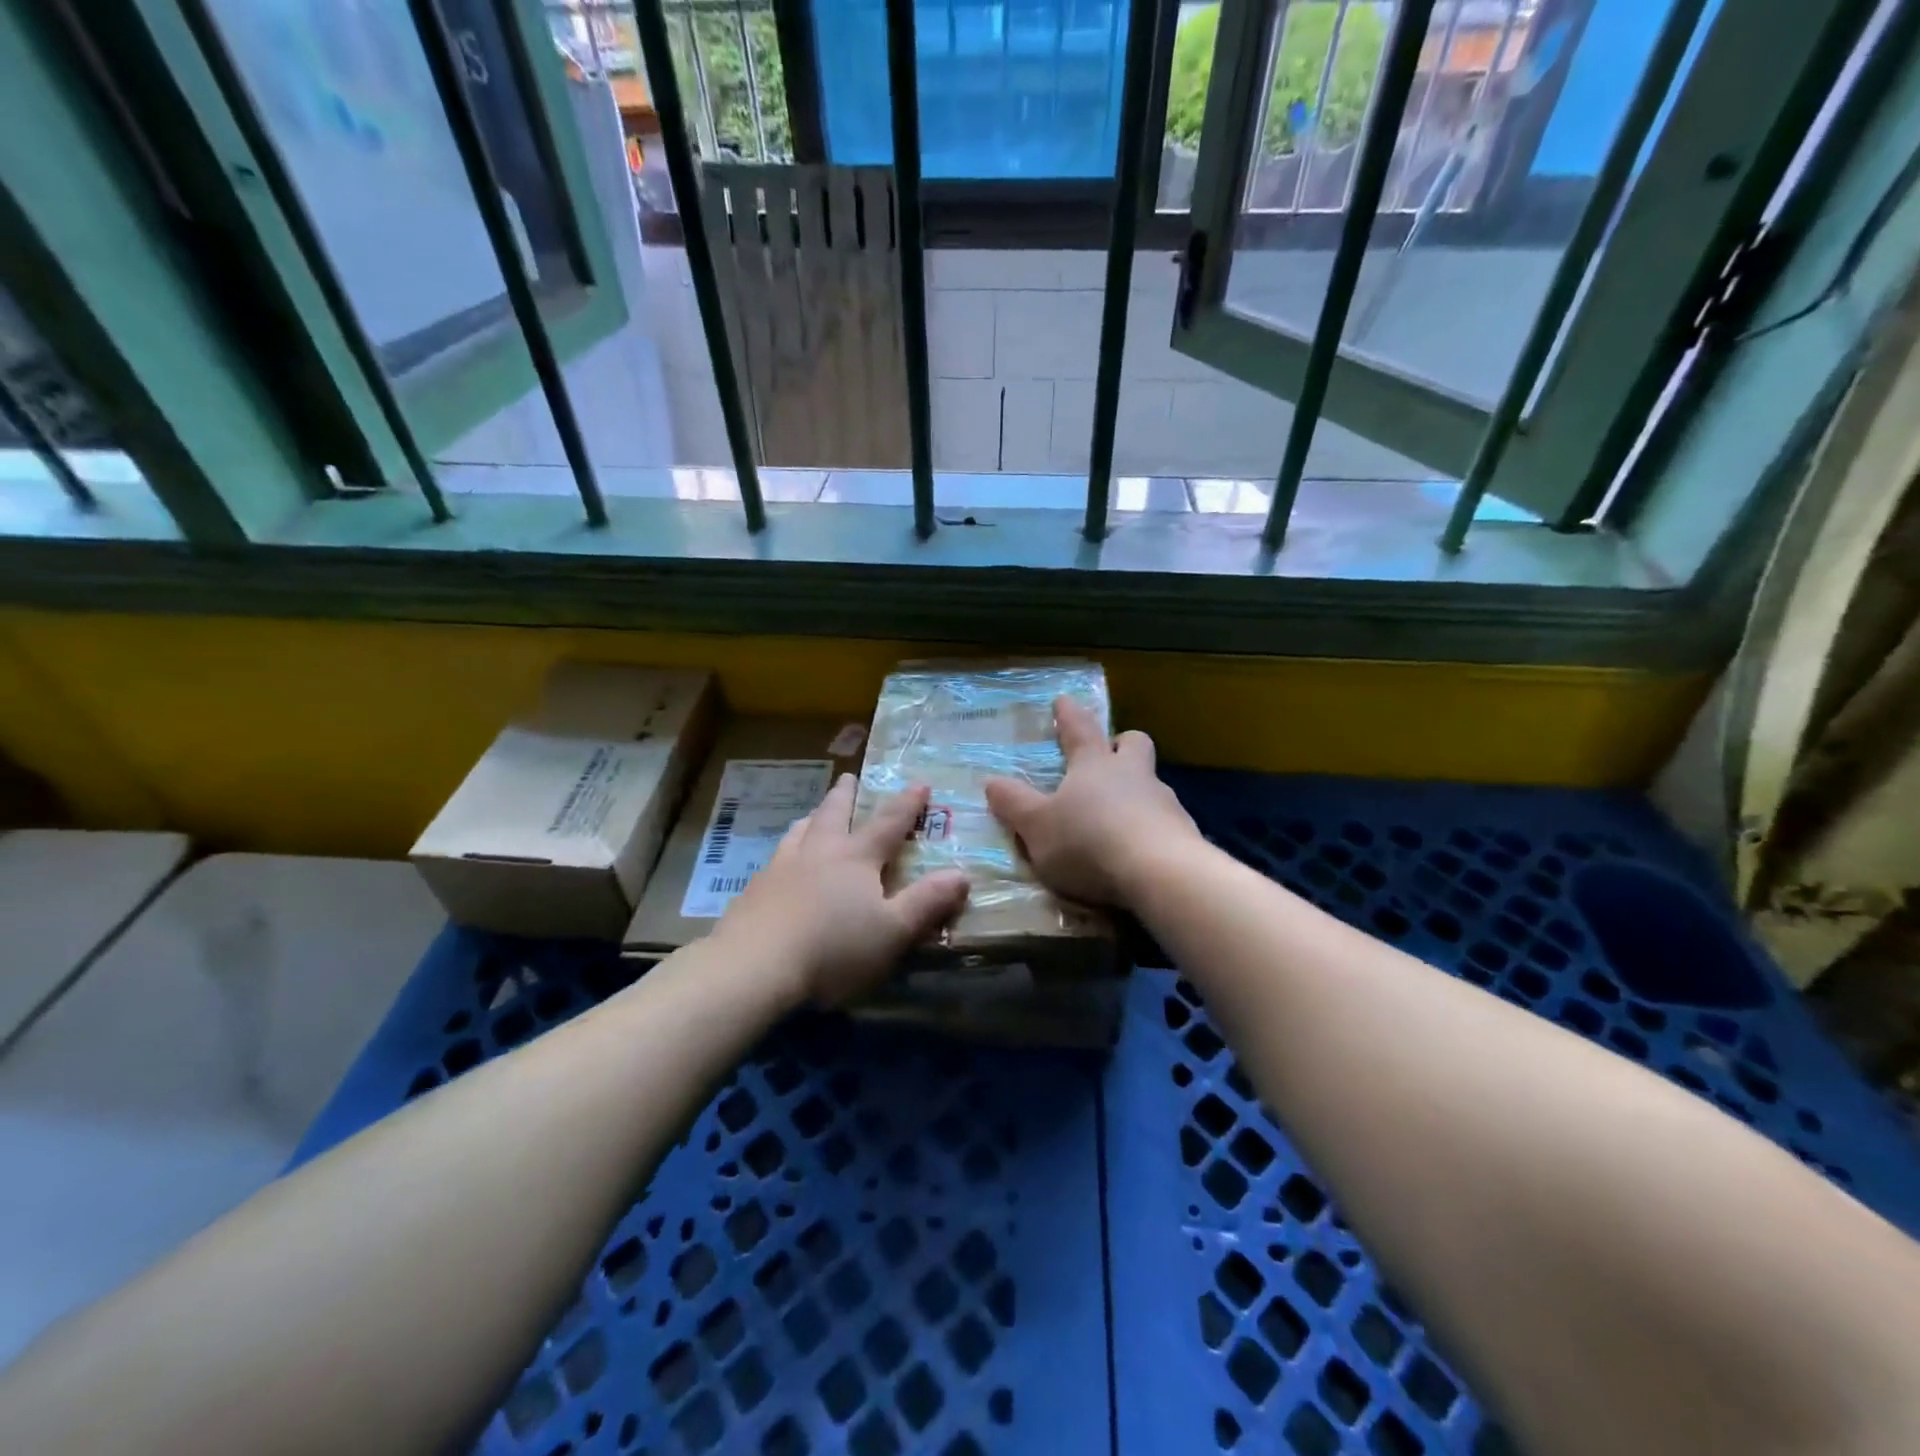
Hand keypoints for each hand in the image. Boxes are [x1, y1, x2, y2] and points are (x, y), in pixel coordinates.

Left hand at [714, 775, 968, 1006]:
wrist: (753, 967)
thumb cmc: (833, 949)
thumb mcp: (892, 931)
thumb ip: (927, 902)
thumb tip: (962, 873)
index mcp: (855, 858)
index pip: (888, 823)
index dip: (907, 804)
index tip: (919, 783)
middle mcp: (818, 852)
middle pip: (833, 814)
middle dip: (846, 795)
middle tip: (849, 776)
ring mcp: (780, 869)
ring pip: (799, 832)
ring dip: (812, 819)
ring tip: (813, 815)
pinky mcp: (753, 892)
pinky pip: (774, 860)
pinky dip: (786, 852)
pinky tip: (780, 867)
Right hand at [984, 696, 1200, 907]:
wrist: (1160, 874)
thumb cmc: (1089, 841)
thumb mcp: (1037, 826)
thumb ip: (1015, 803)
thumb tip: (991, 780)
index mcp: (1094, 765)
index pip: (1080, 729)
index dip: (1069, 714)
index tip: (1063, 701)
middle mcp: (1132, 775)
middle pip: (1133, 744)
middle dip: (1120, 743)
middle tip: (1109, 753)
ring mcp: (1164, 803)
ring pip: (1152, 783)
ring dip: (1136, 791)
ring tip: (1118, 817)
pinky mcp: (1184, 835)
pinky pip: (1164, 822)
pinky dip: (1149, 829)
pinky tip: (1139, 851)